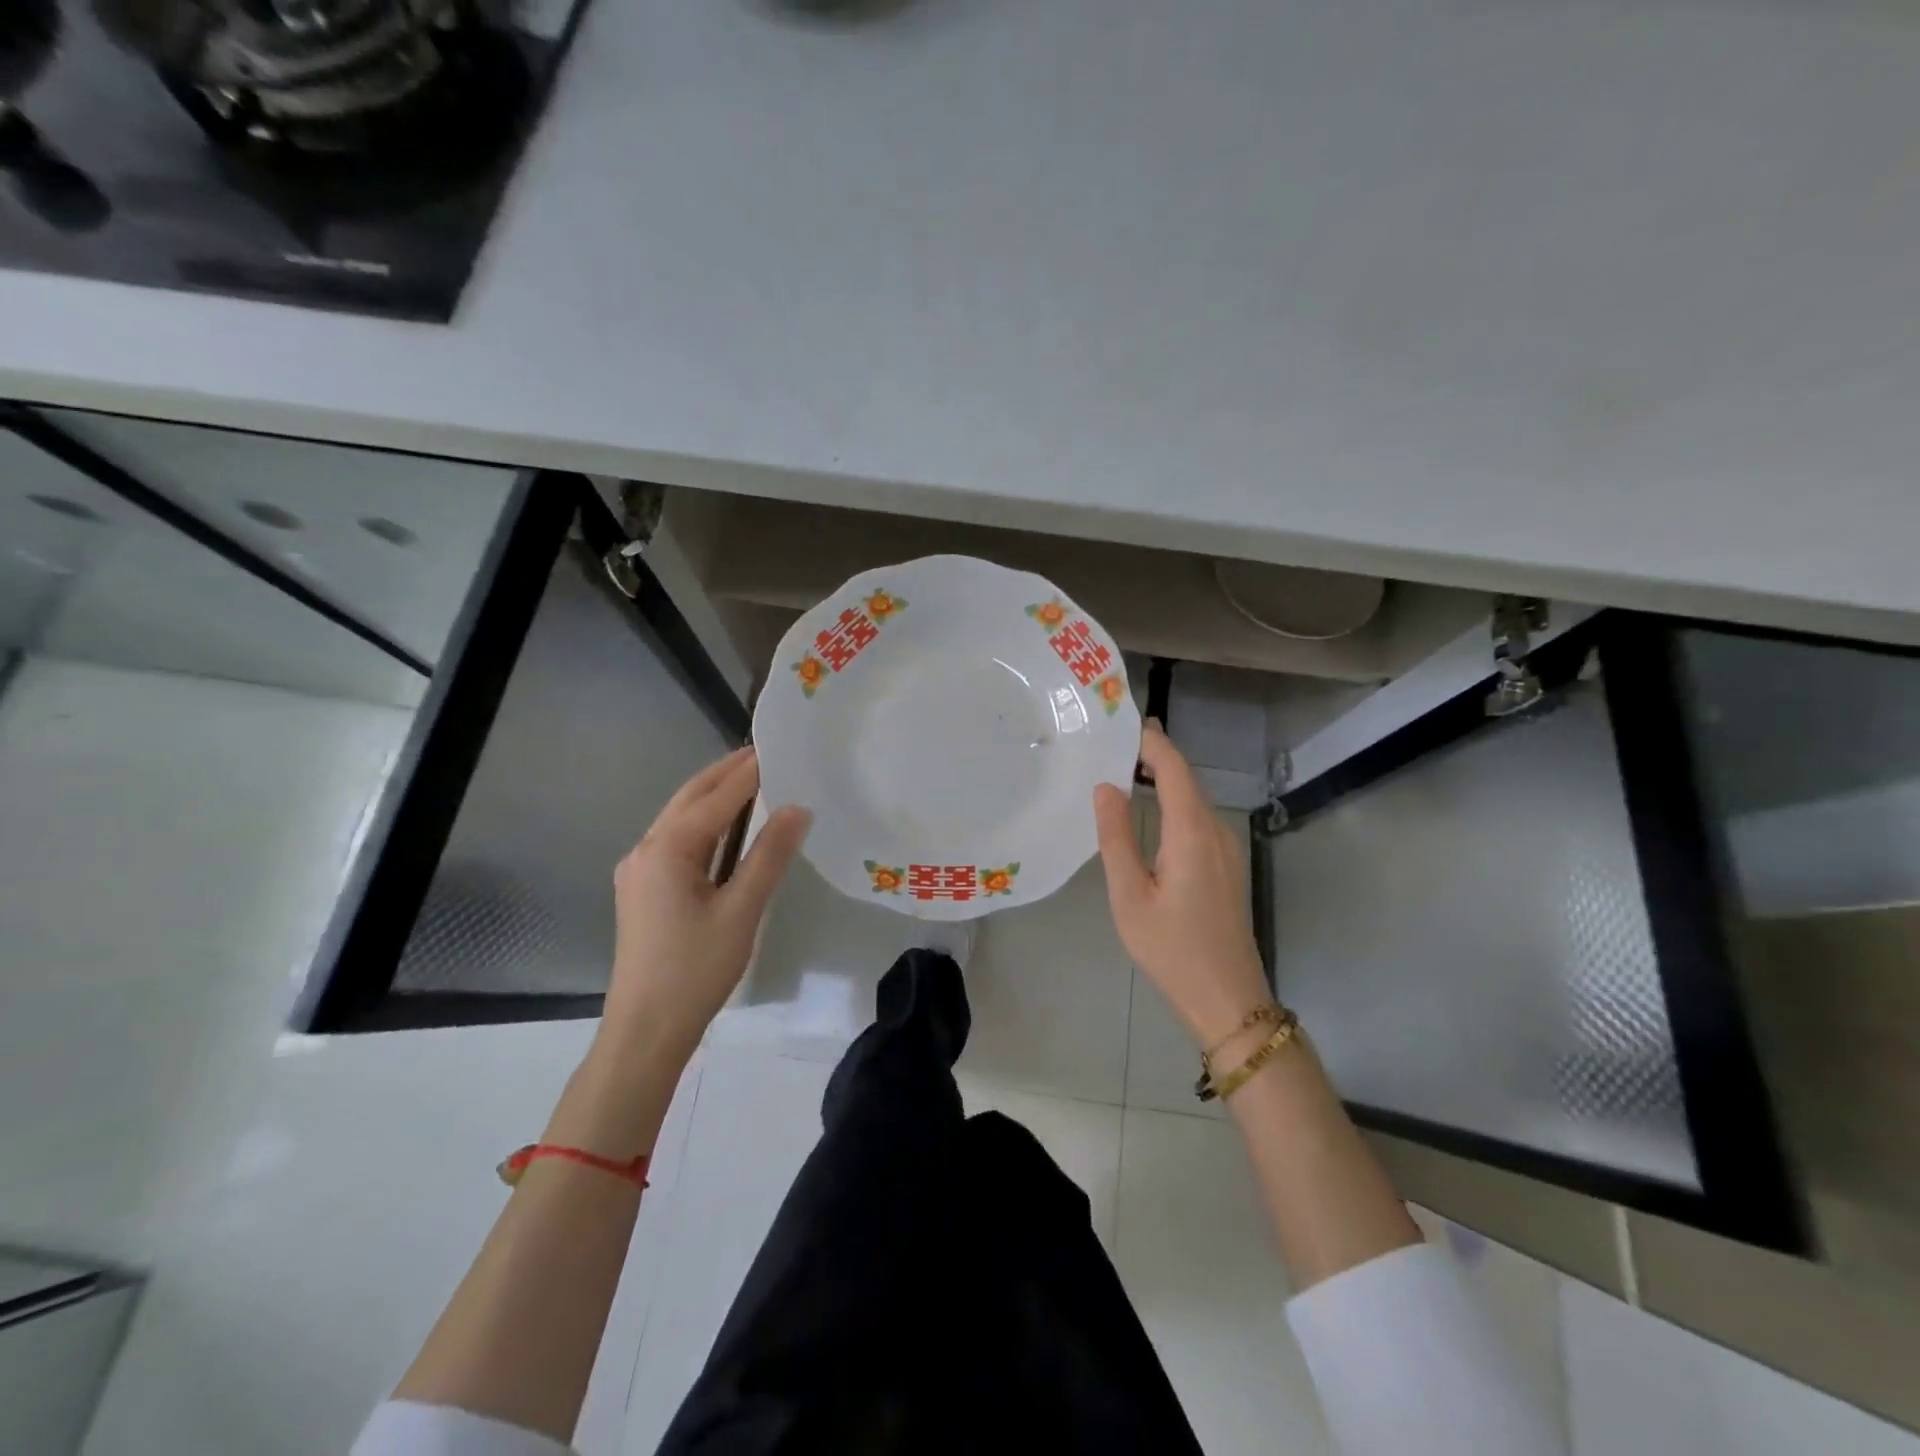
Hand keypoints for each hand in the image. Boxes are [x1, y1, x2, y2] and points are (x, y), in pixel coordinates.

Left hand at [601, 746, 810, 1058]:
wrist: (645, 1031)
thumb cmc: (695, 970)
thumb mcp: (741, 911)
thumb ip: (769, 855)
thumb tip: (798, 808)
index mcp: (667, 849)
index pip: (717, 797)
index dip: (749, 771)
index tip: (778, 746)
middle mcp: (645, 849)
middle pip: (690, 797)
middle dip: (726, 773)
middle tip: (766, 754)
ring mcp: (639, 869)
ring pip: (680, 817)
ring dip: (714, 796)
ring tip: (753, 780)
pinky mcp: (642, 889)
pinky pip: (676, 839)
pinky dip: (704, 822)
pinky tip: (727, 827)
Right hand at [1094, 722, 1271, 1047]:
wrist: (1229, 1000)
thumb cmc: (1172, 950)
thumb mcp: (1130, 896)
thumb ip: (1116, 838)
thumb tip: (1107, 787)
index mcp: (1192, 833)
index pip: (1175, 768)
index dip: (1151, 742)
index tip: (1121, 724)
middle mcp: (1216, 831)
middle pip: (1187, 778)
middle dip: (1153, 755)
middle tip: (1110, 745)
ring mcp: (1227, 848)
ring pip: (1194, 798)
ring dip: (1164, 778)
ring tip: (1122, 771)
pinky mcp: (1227, 865)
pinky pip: (1198, 818)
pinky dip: (1173, 801)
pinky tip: (1149, 812)